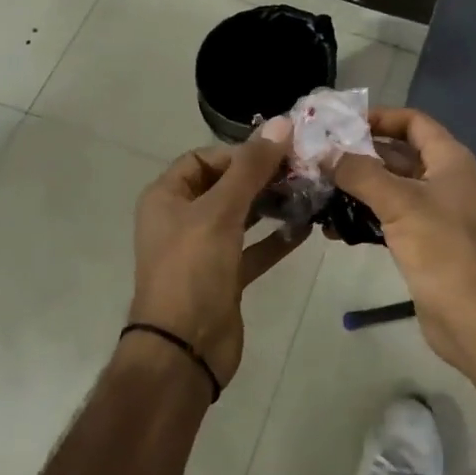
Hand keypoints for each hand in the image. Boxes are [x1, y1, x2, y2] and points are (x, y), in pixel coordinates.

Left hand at [129, 118, 308, 389]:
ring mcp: (203, 250)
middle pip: (225, 185)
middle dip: (262, 177)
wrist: (183, 351)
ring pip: (242, 217)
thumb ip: (251, 167)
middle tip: (301, 171)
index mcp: (167, 197)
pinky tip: (305, 228)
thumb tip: (282, 123)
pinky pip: (253, 249)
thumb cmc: (192, 270)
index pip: (203, 159)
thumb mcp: (220, 212)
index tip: (277, 154)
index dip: (239, 153)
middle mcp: (182, 219)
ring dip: (272, 205)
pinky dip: (275, 238)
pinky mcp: (224, 277)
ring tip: (309, 193)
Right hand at [333, 109, 475, 372]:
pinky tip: (332, 228)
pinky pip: (388, 217)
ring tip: (317, 188)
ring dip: (357, 187)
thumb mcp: (399, 203)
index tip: (341, 124)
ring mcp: (433, 212)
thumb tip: (324, 153)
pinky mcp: (422, 241)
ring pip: (389, 188)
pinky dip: (364, 217)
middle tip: (318, 156)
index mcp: (449, 160)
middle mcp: (443, 179)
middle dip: (359, 154)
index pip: (413, 122)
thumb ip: (360, 173)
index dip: (380, 117)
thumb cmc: (442, 249)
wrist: (473, 317)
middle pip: (397, 154)